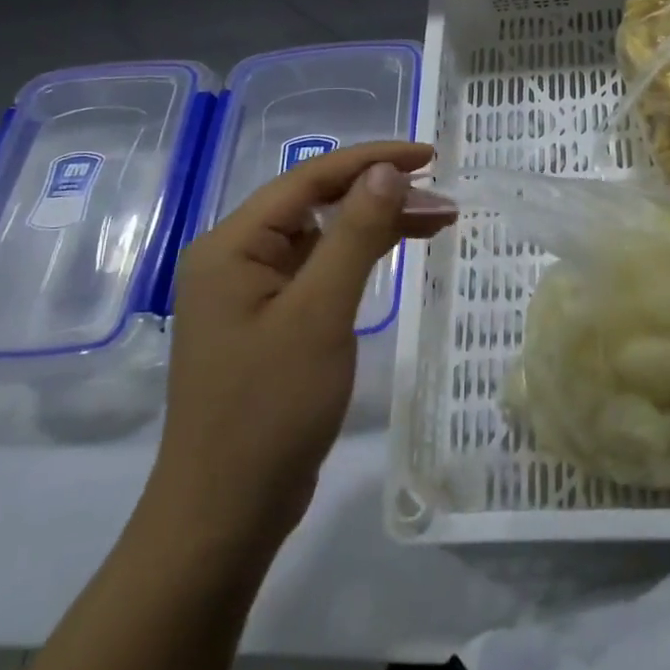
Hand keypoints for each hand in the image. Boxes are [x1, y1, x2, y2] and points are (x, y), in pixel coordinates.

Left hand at [150, 141, 451, 543]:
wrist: (226, 513)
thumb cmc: (270, 408)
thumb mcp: (320, 313)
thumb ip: (355, 234)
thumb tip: (387, 170)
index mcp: (232, 245)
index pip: (309, 179)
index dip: (371, 160)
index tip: (429, 156)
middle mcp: (235, 259)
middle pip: (315, 204)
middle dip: (379, 194)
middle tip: (443, 199)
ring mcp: (251, 293)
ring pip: (321, 238)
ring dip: (374, 225)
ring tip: (437, 221)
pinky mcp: (269, 323)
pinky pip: (318, 272)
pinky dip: (357, 259)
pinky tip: (392, 255)